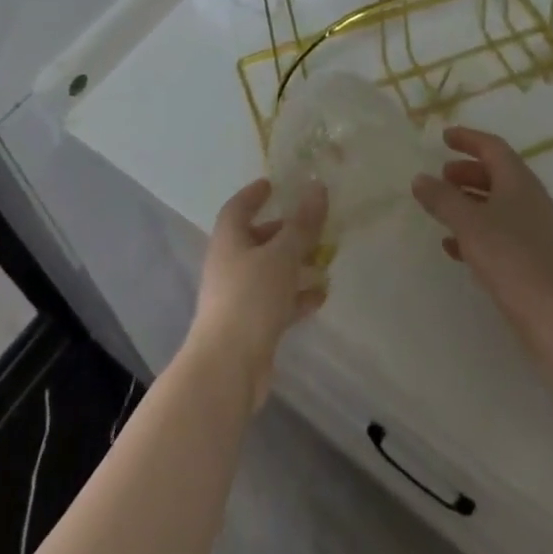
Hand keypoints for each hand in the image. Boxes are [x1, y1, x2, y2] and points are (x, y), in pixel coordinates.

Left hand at [184, 178, 328, 411]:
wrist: (228, 367)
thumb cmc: (251, 298)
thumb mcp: (282, 255)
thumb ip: (302, 224)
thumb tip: (317, 186)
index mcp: (229, 240)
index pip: (238, 207)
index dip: (254, 195)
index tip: (274, 185)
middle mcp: (229, 264)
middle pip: (256, 239)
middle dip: (283, 231)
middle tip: (311, 224)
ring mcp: (238, 297)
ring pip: (269, 271)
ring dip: (294, 264)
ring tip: (324, 259)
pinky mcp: (250, 326)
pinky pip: (276, 302)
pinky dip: (296, 296)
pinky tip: (320, 296)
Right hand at [412, 127, 552, 326]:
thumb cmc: (511, 257)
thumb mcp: (469, 223)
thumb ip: (442, 199)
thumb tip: (420, 179)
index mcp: (518, 181)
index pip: (492, 147)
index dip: (468, 139)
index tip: (444, 137)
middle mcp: (530, 199)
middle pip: (497, 174)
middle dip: (467, 173)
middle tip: (441, 177)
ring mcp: (535, 230)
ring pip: (498, 205)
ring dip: (470, 203)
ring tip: (442, 210)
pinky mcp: (534, 259)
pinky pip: (501, 233)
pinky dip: (477, 232)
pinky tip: (455, 248)